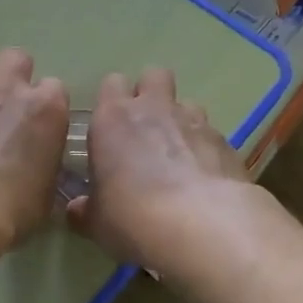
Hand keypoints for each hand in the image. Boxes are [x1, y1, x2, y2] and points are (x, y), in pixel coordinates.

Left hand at [0, 49, 70, 252]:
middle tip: (3, 100)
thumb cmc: (12, 207)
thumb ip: (44, 166)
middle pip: (17, 57)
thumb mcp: (46, 192)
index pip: (55, 88)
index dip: (44, 103)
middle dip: (12, 73)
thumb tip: (37, 167)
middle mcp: (11, 87)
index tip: (36, 120)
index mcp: (47, 109)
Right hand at [67, 69, 258, 274]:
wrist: (202, 227)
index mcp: (112, 118)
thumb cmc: (132, 216)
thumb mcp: (95, 222)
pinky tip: (203, 179)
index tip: (110, 127)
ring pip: (186, 103)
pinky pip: (210, 134)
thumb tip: (76, 210)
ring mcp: (194, 121)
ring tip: (177, 156)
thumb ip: (85, 209)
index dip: (112, 100)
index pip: (111, 83)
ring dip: (180, 121)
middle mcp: (153, 109)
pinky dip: (204, 149)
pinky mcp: (226, 142)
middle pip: (154, 76)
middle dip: (150, 94)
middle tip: (144, 129)